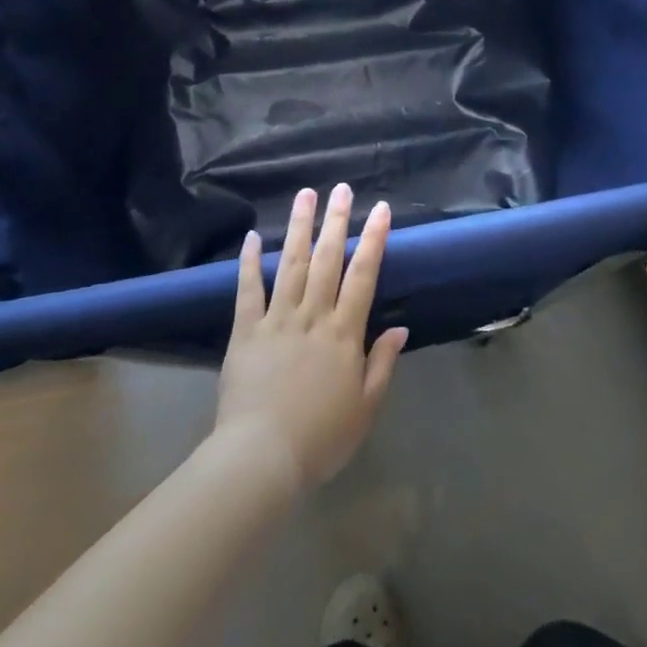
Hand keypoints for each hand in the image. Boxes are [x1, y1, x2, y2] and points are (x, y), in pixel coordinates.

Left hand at [214, 185, 408, 492]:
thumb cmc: (321, 437)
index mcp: (343, 333)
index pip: (363, 275)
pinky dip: (249, 262)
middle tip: (341, 188)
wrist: (262, 457)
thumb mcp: (366, 407)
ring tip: (304, 195)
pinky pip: (248, 290)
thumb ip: (382, 363)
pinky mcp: (245, 331)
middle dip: (336, 221)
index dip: (372, 239)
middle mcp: (312, 315)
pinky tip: (251, 237)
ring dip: (298, 227)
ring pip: (290, 264)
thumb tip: (400, 327)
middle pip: (326, 259)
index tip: (380, 209)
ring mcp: (276, 320)